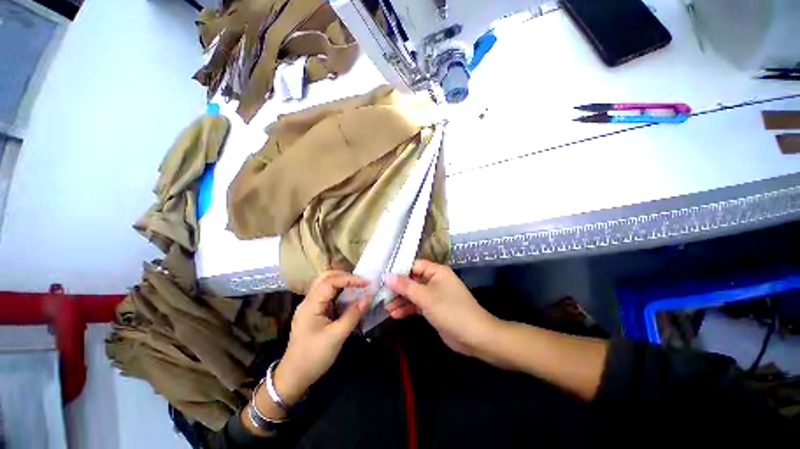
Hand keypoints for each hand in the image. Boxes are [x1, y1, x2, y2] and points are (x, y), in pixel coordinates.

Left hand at [273, 271, 367, 404]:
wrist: (294, 377)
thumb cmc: (313, 357)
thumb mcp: (336, 337)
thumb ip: (353, 316)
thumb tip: (367, 298)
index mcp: (311, 304)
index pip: (330, 281)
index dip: (349, 279)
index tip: (366, 283)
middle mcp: (309, 301)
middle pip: (326, 277)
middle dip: (344, 276)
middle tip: (361, 281)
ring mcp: (311, 306)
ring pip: (326, 285)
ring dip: (342, 282)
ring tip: (358, 286)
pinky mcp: (314, 313)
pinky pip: (328, 295)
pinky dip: (340, 292)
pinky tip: (349, 297)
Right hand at [384, 260, 500, 357]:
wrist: (474, 336)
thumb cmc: (449, 310)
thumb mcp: (425, 297)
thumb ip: (405, 286)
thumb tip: (386, 275)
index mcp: (436, 271)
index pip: (414, 266)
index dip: (399, 271)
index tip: (383, 278)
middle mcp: (435, 280)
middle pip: (413, 280)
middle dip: (398, 289)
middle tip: (382, 295)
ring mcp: (435, 295)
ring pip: (414, 294)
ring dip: (401, 301)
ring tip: (386, 308)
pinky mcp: (434, 308)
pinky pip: (418, 305)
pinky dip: (408, 309)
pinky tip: (395, 315)